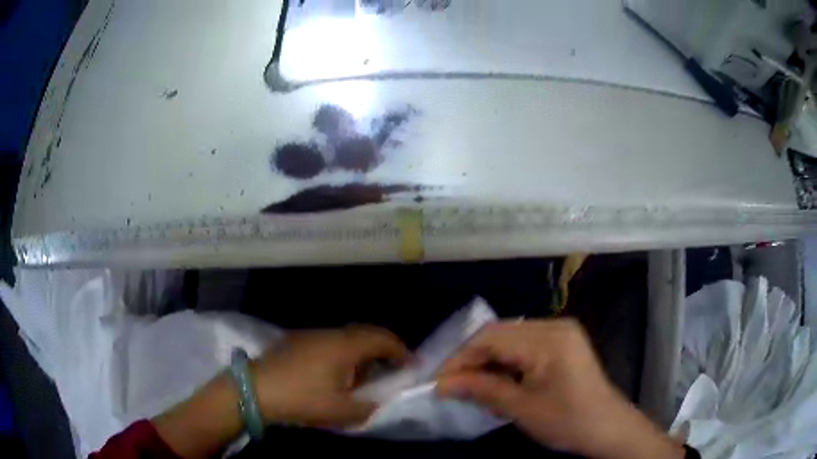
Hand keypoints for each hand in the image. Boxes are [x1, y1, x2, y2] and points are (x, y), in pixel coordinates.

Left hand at [252, 326, 408, 427]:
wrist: (255, 389)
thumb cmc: (301, 398)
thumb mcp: (340, 411)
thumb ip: (368, 407)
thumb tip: (377, 402)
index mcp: (345, 346)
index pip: (382, 339)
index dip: (400, 351)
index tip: (410, 366)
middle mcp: (330, 333)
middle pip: (365, 334)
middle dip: (383, 350)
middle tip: (391, 370)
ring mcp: (311, 335)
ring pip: (346, 338)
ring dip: (361, 353)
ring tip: (362, 378)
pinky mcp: (297, 341)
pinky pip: (330, 342)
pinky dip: (342, 354)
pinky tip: (334, 375)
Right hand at [436, 319, 684, 458]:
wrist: (608, 428)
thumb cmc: (568, 421)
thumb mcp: (522, 408)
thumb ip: (482, 390)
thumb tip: (442, 384)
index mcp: (548, 339)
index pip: (491, 338)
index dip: (459, 358)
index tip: (437, 381)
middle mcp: (555, 325)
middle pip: (499, 334)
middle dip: (471, 359)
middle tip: (450, 384)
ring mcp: (561, 332)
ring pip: (509, 339)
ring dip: (487, 361)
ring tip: (469, 384)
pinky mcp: (563, 342)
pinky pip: (524, 345)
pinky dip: (505, 362)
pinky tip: (496, 380)